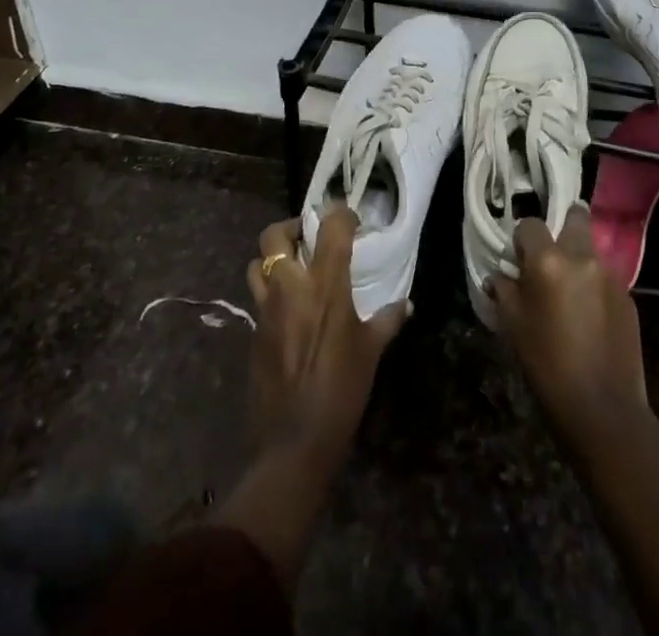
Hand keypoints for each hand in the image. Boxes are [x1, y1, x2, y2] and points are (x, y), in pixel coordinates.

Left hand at [244, 210, 407, 468]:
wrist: (294, 443)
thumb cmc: (341, 391)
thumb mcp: (370, 352)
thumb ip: (387, 320)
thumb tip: (406, 305)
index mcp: (325, 284)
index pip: (330, 227)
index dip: (341, 214)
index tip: (351, 219)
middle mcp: (290, 287)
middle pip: (274, 236)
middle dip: (290, 228)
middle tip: (309, 238)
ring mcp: (265, 310)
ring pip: (256, 264)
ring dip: (272, 260)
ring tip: (293, 270)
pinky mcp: (252, 333)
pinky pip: (256, 298)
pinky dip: (270, 293)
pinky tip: (289, 311)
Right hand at [489, 205, 647, 442]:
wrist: (602, 409)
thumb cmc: (547, 365)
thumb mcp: (513, 326)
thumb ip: (504, 290)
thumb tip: (500, 275)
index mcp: (548, 260)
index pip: (531, 224)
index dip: (522, 239)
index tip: (519, 259)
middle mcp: (582, 256)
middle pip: (575, 216)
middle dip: (563, 226)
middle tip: (551, 256)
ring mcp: (610, 275)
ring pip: (592, 249)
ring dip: (580, 259)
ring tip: (570, 292)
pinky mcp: (629, 296)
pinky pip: (606, 277)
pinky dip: (595, 285)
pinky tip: (590, 316)